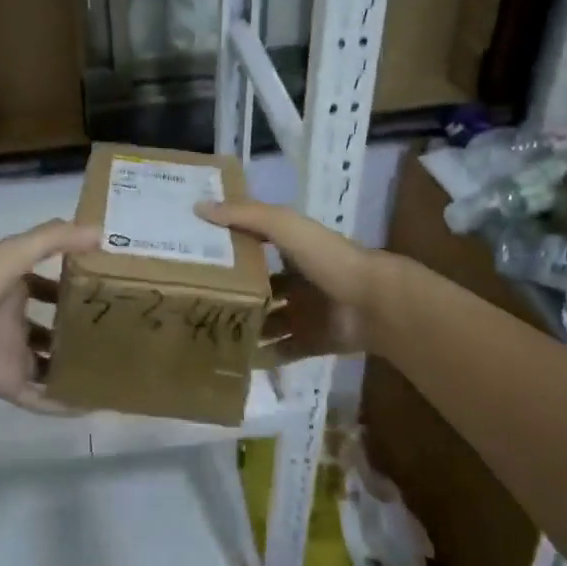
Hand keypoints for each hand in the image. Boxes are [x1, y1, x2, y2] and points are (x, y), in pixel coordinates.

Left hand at [0, 218, 99, 410]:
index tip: (107, 286)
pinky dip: (63, 402)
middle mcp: (13, 318)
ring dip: (73, 365)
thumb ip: (55, 239)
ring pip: (48, 361)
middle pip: (50, 324)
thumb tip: (100, 232)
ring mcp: (10, 353)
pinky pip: (40, 396)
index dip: (73, 283)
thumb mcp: (15, 252)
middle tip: (118, 330)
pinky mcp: (7, 383)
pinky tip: (92, 403)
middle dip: (77, 327)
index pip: (48, 283)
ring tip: (112, 368)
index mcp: (13, 285)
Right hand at [197, 199, 376, 356]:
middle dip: (232, 294)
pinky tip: (234, 358)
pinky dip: (262, 357)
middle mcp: (296, 281)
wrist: (373, 303)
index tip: (194, 254)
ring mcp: (304, 314)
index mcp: (292, 251)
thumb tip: (199, 207)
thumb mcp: (284, 226)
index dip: (228, 248)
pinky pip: (282, 351)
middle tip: (193, 301)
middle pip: (259, 288)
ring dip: (244, 327)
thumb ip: (246, 216)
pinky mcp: (311, 342)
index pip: (254, 247)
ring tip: (207, 332)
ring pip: (267, 322)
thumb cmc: (328, 258)